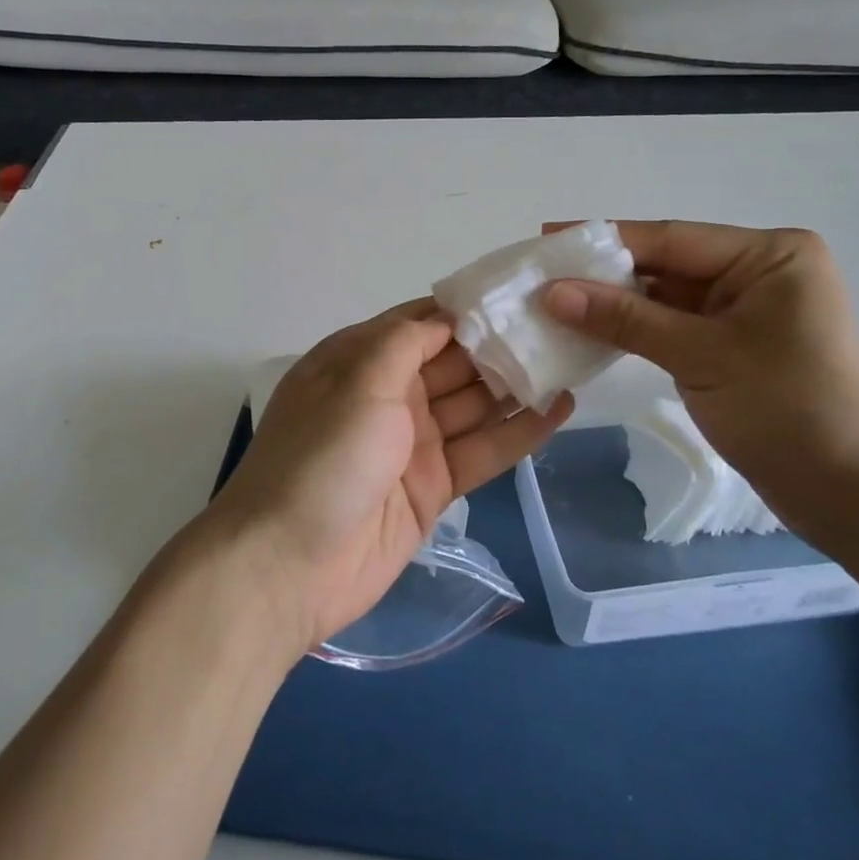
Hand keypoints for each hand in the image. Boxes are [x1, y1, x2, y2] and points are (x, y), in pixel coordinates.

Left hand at [201, 302, 572, 653]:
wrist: (288, 566)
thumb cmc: (321, 458)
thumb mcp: (358, 382)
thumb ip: (405, 343)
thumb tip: (447, 315)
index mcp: (359, 361)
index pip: (419, 323)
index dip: (464, 309)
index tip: (516, 293)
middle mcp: (387, 396)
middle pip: (452, 362)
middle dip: (499, 344)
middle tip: (558, 326)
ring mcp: (412, 443)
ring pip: (473, 404)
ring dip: (515, 384)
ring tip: (570, 359)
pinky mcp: (434, 487)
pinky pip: (482, 451)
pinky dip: (519, 432)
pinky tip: (560, 409)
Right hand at [541, 221, 858, 530]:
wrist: (855, 496)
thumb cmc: (789, 410)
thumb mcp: (701, 356)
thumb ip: (625, 319)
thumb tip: (551, 292)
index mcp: (770, 255)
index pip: (670, 239)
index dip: (603, 238)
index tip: (546, 237)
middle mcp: (760, 272)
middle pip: (666, 263)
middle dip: (604, 271)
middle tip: (540, 272)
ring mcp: (747, 310)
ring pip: (665, 296)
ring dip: (614, 302)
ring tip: (553, 300)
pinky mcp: (735, 345)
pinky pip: (674, 325)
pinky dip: (634, 328)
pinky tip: (590, 328)